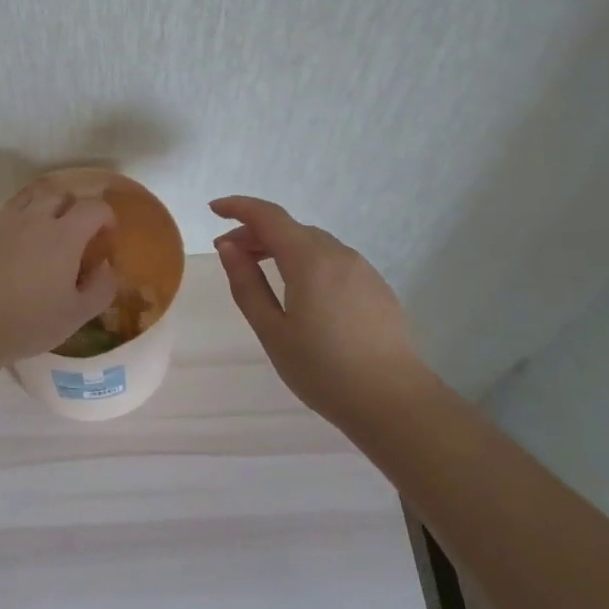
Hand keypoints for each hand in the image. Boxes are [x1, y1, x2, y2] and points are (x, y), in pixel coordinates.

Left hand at [0, 190, 118, 369]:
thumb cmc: (26, 324)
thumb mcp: (76, 316)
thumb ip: (101, 288)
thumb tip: (107, 267)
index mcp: (64, 236)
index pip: (94, 208)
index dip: (106, 216)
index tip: (106, 234)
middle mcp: (33, 218)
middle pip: (59, 194)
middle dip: (73, 207)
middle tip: (75, 231)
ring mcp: (0, 220)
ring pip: (26, 196)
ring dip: (40, 206)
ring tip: (41, 228)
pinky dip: (6, 217)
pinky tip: (5, 237)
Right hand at [210, 196, 421, 421]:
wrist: (394, 402)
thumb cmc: (323, 370)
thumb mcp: (272, 331)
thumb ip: (247, 285)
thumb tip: (228, 248)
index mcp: (309, 260)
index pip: (269, 216)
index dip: (239, 207)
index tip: (214, 209)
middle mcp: (338, 254)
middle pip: (290, 228)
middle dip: (256, 232)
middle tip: (230, 254)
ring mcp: (362, 269)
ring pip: (313, 243)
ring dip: (282, 246)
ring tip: (260, 270)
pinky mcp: (376, 287)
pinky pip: (333, 260)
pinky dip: (306, 260)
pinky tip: (299, 289)